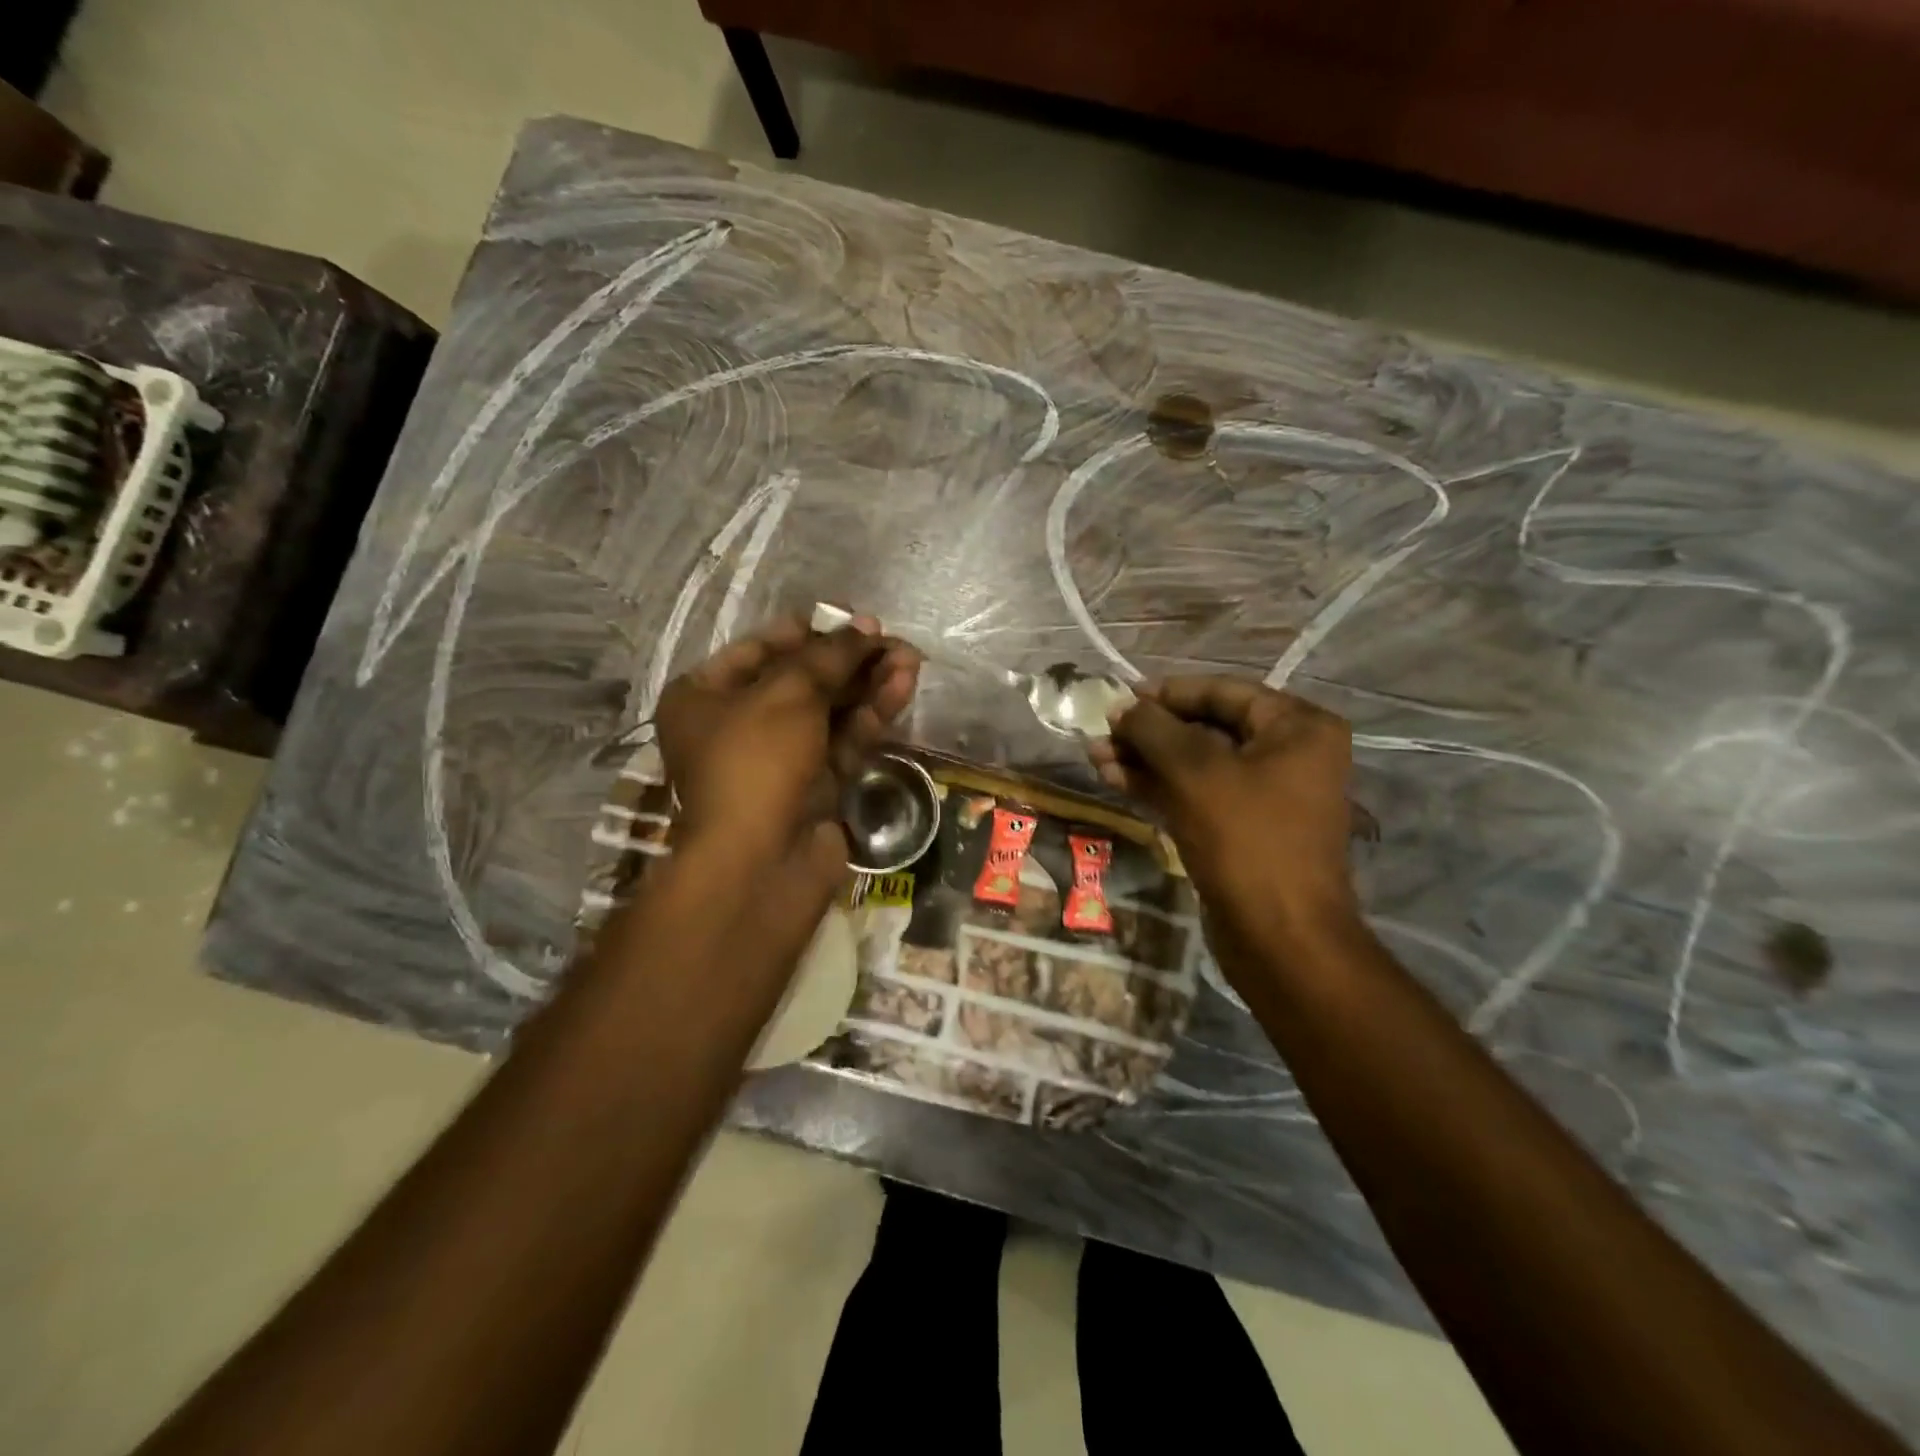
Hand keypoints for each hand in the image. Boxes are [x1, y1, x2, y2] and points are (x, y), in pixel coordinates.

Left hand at [654, 613, 919, 899]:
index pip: (761, 649)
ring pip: (829, 710)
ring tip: (910, 659)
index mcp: (705, 697)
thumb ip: (829, 656)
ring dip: (868, 684)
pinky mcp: (815, 786)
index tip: (854, 618)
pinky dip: (871, 715)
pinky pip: (844, 740)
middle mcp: (738, 725)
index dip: (810, 630)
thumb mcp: (788, 694)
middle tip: (892, 640)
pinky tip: (902, 687)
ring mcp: (779, 759)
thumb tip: (866, 628)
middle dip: (849, 658)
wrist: (761, 864)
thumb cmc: (756, 762)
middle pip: (802, 679)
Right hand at [1090, 676, 1361, 956]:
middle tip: (1102, 733)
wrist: (1280, 937)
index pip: (1222, 692)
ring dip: (1145, 759)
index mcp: (1297, 727)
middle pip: (1206, 727)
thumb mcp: (1195, 772)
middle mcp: (1288, 753)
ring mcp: (1265, 793)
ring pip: (1195, 763)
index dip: (1167, 693)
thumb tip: (1122, 707)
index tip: (1120, 698)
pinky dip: (1157, 786)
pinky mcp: (1243, 827)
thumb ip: (1154, 729)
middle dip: (1149, 732)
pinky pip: (1196, 793)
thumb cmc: (1247, 840)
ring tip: (1095, 757)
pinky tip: (1115, 779)